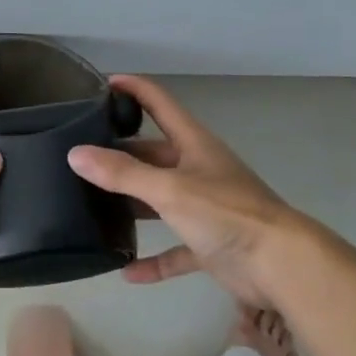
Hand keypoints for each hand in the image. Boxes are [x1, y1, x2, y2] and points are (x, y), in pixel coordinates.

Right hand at [67, 75, 317, 307]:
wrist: (280, 264)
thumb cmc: (225, 213)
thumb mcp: (168, 189)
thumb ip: (122, 173)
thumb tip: (75, 154)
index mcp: (193, 144)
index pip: (160, 104)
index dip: (133, 90)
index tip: (102, 84)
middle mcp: (198, 170)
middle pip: (153, 154)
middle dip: (121, 155)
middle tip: (81, 157)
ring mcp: (205, 208)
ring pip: (160, 200)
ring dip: (132, 205)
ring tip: (92, 205)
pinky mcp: (209, 244)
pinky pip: (174, 249)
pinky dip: (153, 259)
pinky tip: (126, 271)